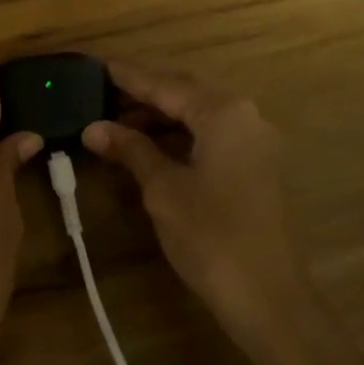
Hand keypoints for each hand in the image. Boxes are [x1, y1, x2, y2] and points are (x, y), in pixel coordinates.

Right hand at [82, 62, 315, 357]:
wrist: (270, 299)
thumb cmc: (212, 236)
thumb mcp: (163, 189)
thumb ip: (130, 149)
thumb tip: (93, 127)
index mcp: (222, 111)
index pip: (165, 84)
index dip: (128, 77)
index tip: (96, 65)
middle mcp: (243, 114)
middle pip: (184, 91)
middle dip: (142, 94)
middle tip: (101, 94)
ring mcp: (253, 140)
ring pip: (197, 113)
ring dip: (159, 116)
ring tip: (115, 123)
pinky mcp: (254, 164)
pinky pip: (210, 134)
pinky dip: (178, 135)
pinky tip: (149, 145)